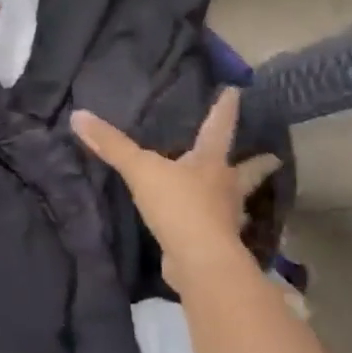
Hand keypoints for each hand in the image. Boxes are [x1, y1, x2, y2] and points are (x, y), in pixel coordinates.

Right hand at [71, 88, 280, 285]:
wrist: (200, 261)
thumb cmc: (178, 206)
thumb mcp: (140, 170)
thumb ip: (112, 145)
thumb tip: (78, 115)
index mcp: (211, 163)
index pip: (219, 127)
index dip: (225, 109)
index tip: (237, 92)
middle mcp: (225, 187)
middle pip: (247, 171)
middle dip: (258, 164)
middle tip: (272, 157)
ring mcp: (225, 217)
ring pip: (237, 202)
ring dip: (240, 196)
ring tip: (242, 195)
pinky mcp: (216, 243)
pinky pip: (220, 228)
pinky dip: (220, 225)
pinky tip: (215, 227)